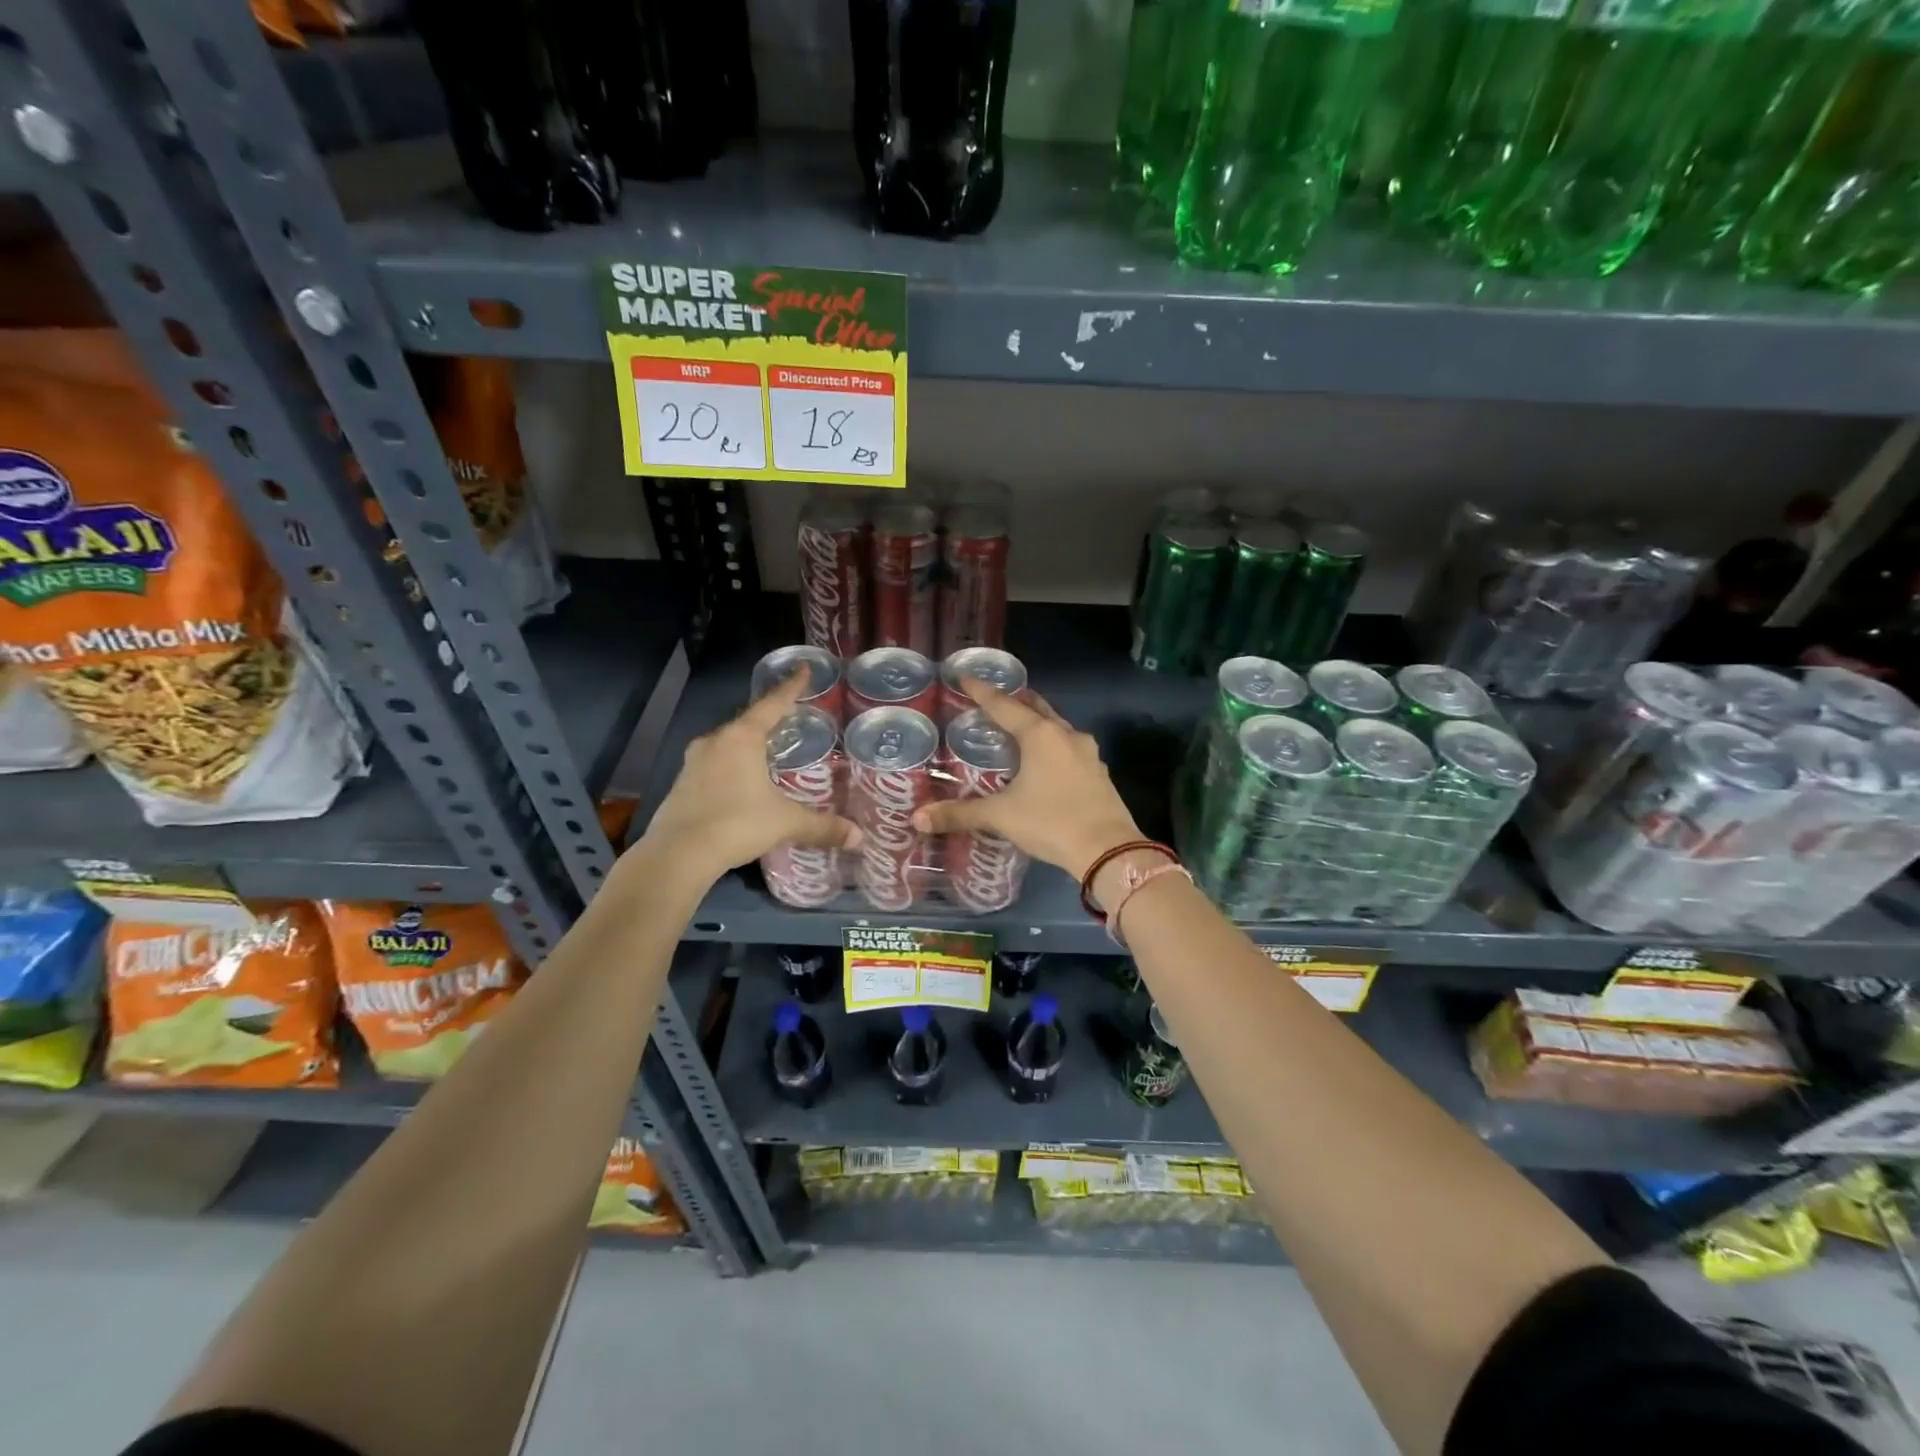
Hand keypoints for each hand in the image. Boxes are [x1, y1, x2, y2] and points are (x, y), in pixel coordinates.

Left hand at [639, 673, 860, 881]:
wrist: (677, 855)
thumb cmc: (737, 824)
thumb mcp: (786, 823)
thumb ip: (822, 826)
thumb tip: (859, 837)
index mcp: (742, 738)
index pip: (772, 704)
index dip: (791, 687)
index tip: (803, 670)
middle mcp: (715, 742)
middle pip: (747, 722)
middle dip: (769, 720)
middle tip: (790, 719)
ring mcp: (693, 763)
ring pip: (727, 745)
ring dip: (747, 746)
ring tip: (767, 752)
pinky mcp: (681, 785)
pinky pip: (713, 766)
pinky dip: (731, 768)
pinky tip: (742, 784)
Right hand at [911, 679, 1141, 880]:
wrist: (1108, 850)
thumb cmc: (1051, 822)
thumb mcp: (1001, 816)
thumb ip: (960, 813)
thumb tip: (917, 818)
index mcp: (1040, 735)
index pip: (1004, 705)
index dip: (981, 691)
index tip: (965, 677)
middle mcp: (1066, 735)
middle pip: (1036, 708)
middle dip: (1015, 702)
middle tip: (993, 700)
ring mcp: (1088, 753)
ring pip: (1057, 727)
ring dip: (1037, 723)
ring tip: (1017, 729)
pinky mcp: (1098, 772)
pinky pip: (1069, 748)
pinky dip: (1052, 745)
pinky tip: (1045, 761)